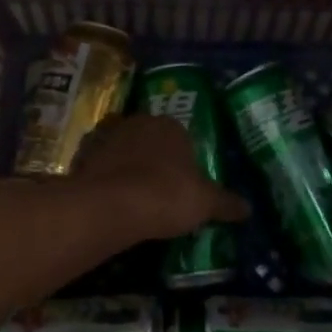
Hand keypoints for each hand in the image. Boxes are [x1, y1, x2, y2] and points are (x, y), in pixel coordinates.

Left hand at [72, 115, 249, 240]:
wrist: (112, 205)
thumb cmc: (167, 195)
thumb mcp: (205, 203)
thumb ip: (226, 203)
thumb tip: (248, 209)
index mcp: (170, 125)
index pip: (182, 137)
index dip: (184, 161)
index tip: (184, 184)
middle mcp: (138, 122)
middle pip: (150, 140)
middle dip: (154, 161)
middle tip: (160, 191)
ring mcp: (107, 137)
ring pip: (123, 151)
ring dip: (127, 168)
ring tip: (134, 198)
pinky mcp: (83, 156)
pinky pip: (99, 166)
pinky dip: (104, 178)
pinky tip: (111, 200)